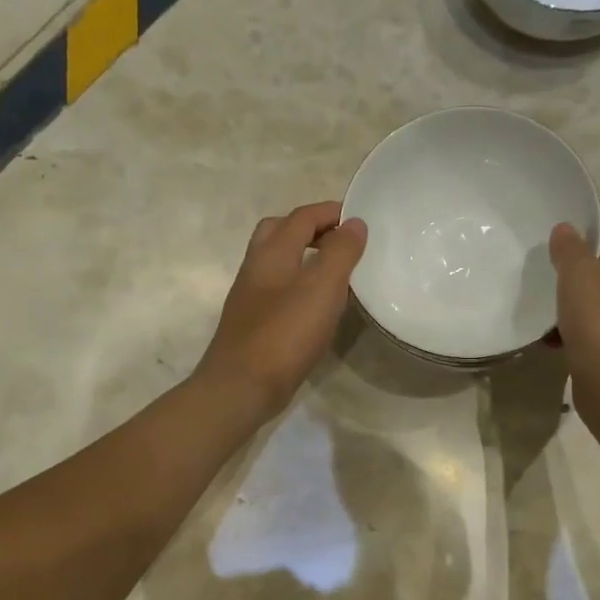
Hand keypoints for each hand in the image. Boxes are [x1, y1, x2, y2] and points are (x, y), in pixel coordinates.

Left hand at [195, 202, 367, 420]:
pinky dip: (299, 286)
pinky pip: (278, 291)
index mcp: (271, 253)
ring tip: (335, 272)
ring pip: (276, 263)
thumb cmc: (284, 334)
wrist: (241, 387)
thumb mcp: (322, 287)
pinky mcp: (253, 324)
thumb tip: (353, 223)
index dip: (329, 212)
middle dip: (309, 228)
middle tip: (340, 240)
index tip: (359, 217)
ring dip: (304, 257)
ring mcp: (250, 298)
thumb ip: (340, 252)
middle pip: (279, 232)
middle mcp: (256, 269)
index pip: (301, 217)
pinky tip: (316, 307)